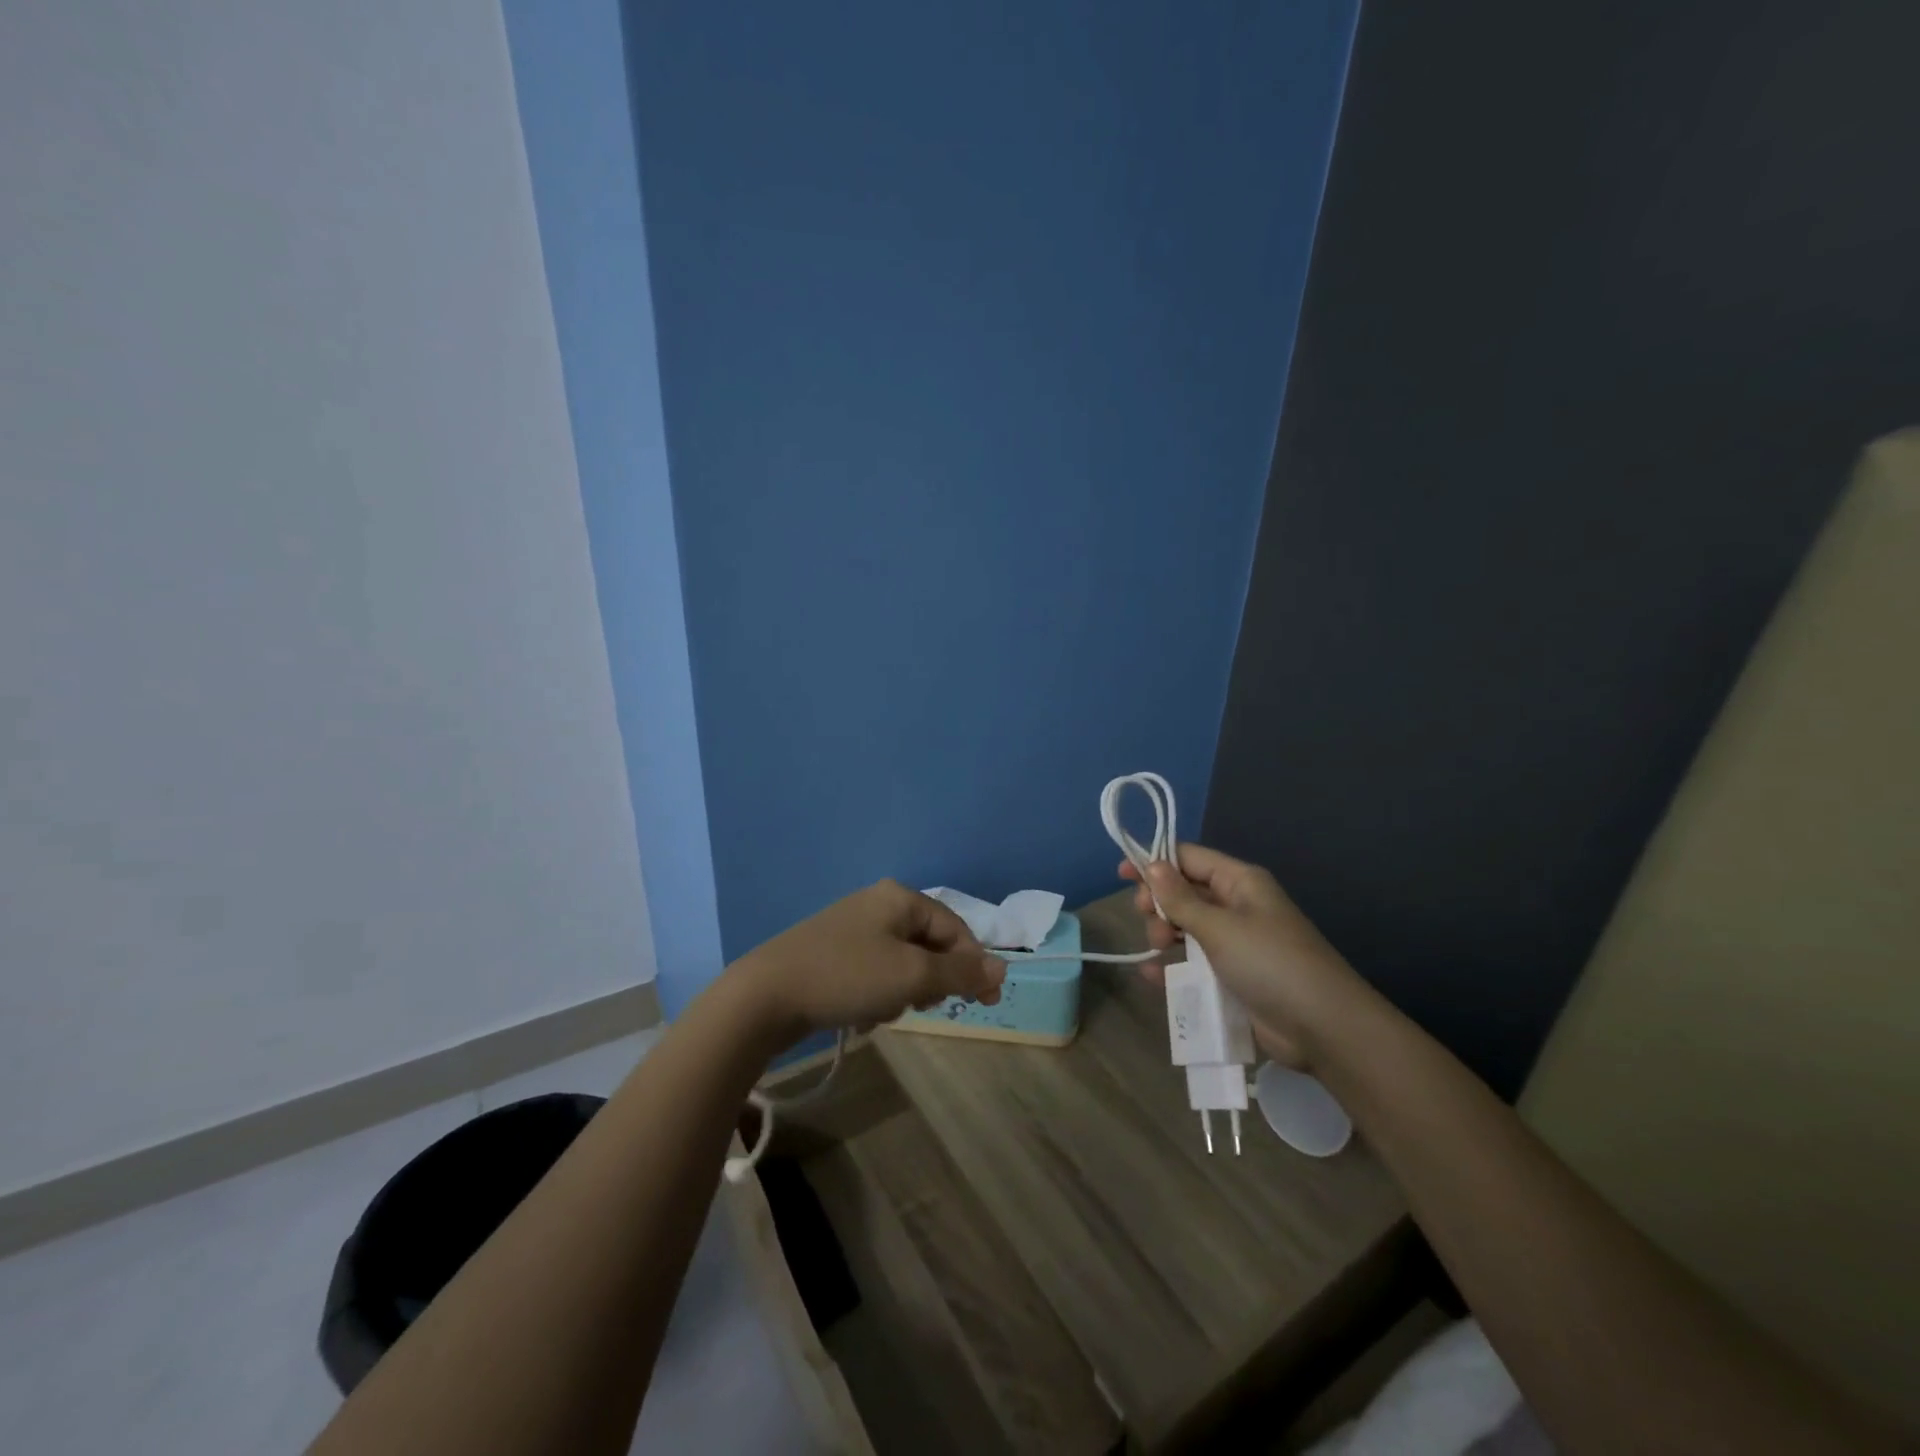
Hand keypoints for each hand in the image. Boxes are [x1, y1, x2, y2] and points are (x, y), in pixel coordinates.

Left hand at [729, 880, 1006, 1047]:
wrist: (766, 995)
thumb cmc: (848, 976)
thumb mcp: (912, 975)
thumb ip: (961, 972)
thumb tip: (1002, 968)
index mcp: (900, 898)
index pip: (955, 928)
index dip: (974, 965)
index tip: (986, 1004)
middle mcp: (878, 904)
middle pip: (929, 945)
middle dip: (929, 981)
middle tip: (920, 1006)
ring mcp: (852, 927)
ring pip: (902, 964)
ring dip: (901, 992)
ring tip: (881, 1011)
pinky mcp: (832, 952)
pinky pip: (873, 973)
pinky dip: (876, 995)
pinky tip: (859, 1014)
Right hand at [1120, 844, 1360, 1068]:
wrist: (1323, 1027)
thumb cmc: (1269, 962)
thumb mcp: (1219, 927)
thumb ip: (1180, 898)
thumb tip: (1152, 865)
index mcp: (1240, 882)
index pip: (1189, 858)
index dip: (1155, 862)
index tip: (1122, 873)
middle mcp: (1237, 906)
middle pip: (1185, 892)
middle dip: (1160, 903)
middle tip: (1148, 919)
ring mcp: (1236, 943)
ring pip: (1186, 928)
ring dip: (1165, 934)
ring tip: (1159, 950)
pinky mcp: (1233, 976)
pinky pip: (1194, 962)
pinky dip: (1173, 966)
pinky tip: (1153, 976)